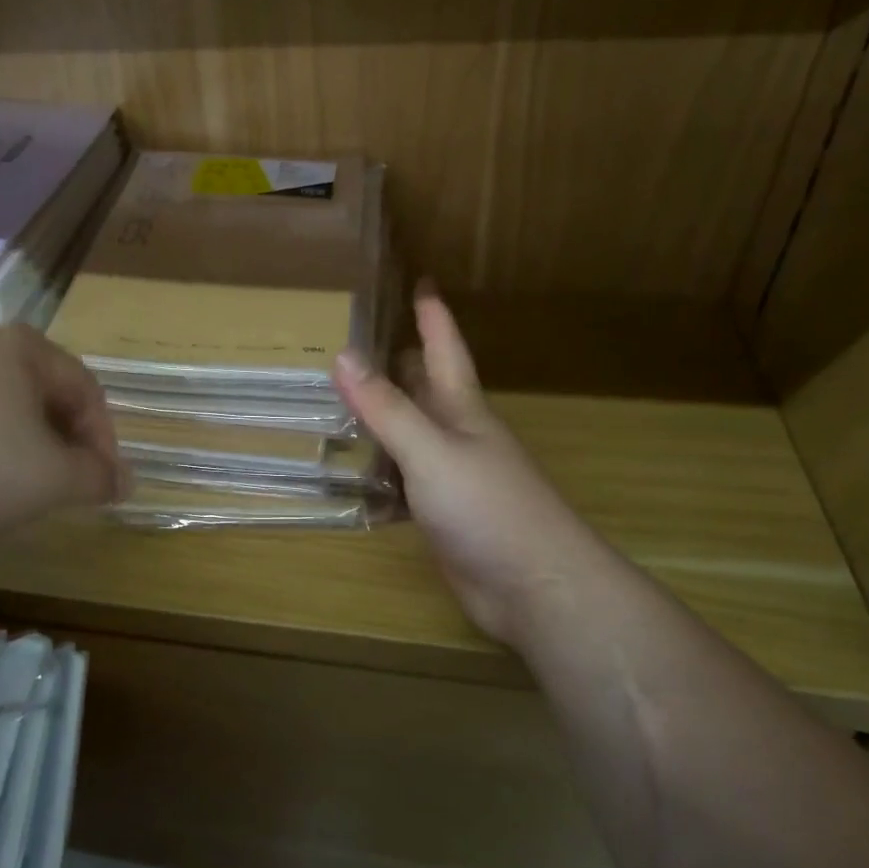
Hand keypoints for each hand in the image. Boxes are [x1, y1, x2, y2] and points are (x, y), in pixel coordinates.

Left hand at [0, 324, 127, 546]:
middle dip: (63, 451)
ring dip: (22, 457)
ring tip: (17, 499)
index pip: (88, 393)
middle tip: (63, 495)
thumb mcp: (50, 478)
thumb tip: (124, 480)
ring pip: (1, 417)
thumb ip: (97, 478)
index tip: (104, 490)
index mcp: (24, 349)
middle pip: (44, 401)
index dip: (105, 443)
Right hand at [334, 290, 584, 647]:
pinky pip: (399, 483)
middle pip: (423, 389)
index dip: (433, 315)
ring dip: (379, 420)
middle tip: (353, 340)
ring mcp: (450, 478)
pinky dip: (375, 474)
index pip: (444, 349)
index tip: (421, 280)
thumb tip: (343, 354)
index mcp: (462, 410)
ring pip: (408, 436)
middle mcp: (456, 436)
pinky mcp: (440, 516)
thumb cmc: (488, 508)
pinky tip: (346, 475)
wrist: (533, 587)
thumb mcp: (432, 451)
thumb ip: (387, 408)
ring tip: (334, 402)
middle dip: (397, 362)